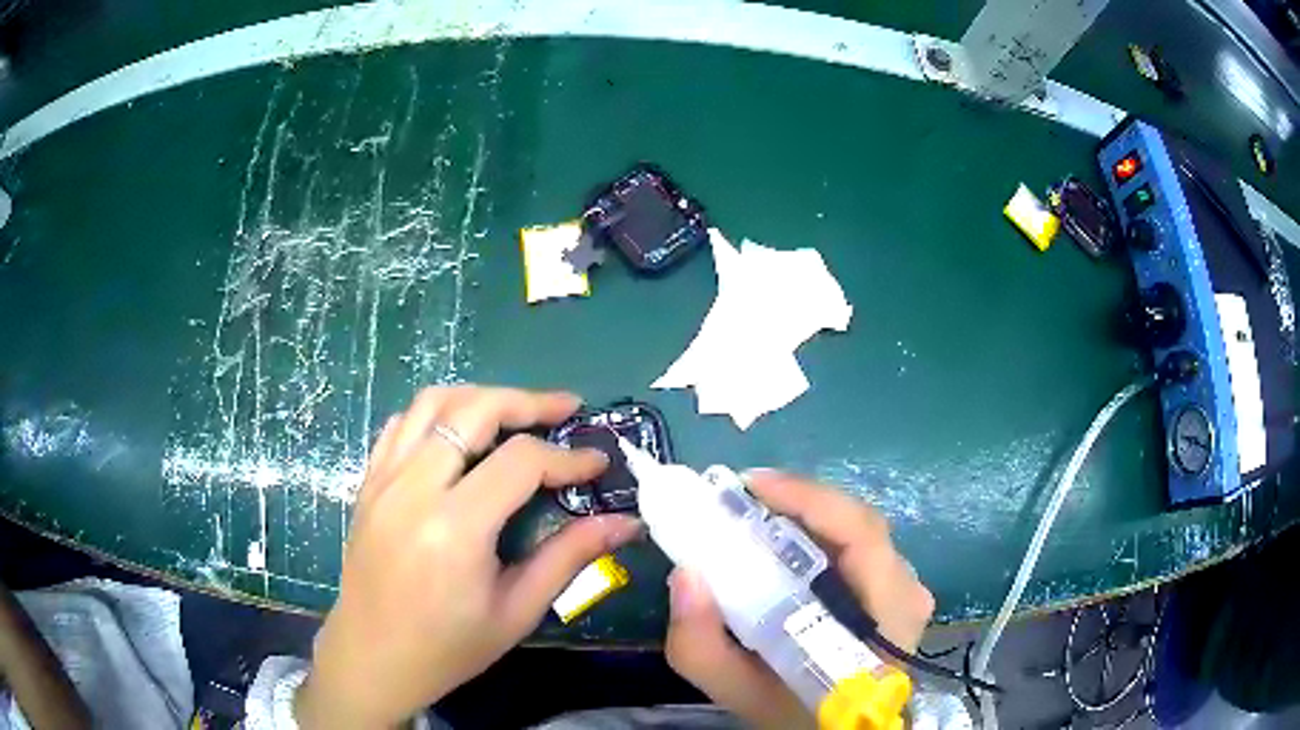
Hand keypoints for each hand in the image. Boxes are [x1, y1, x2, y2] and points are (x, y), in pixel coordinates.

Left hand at [296, 386, 640, 728]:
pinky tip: (460, 434)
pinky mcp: (369, 482)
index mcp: (454, 528)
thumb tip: (625, 524)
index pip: (520, 461)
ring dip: (480, 398)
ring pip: (432, 403)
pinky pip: (402, 424)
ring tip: (516, 413)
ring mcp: (384, 480)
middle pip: (473, 409)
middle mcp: (414, 489)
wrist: (372, 658)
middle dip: (527, 401)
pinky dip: (437, 414)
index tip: (597, 463)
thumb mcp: (517, 611)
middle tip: (565, 409)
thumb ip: (569, 557)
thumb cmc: (449, 647)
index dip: (567, 456)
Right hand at [664, 471, 933, 729]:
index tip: (749, 486)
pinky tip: (781, 542)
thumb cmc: (797, 714)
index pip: (861, 534)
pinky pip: (857, 546)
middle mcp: (907, 589)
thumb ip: (701, 646)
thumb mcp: (738, 691)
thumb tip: (685, 574)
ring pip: (856, 530)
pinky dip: (817, 535)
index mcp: (886, 614)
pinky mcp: (897, 588)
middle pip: (857, 522)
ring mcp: (906, 587)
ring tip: (754, 516)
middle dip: (797, 501)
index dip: (808, 498)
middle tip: (740, 500)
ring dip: (805, 516)